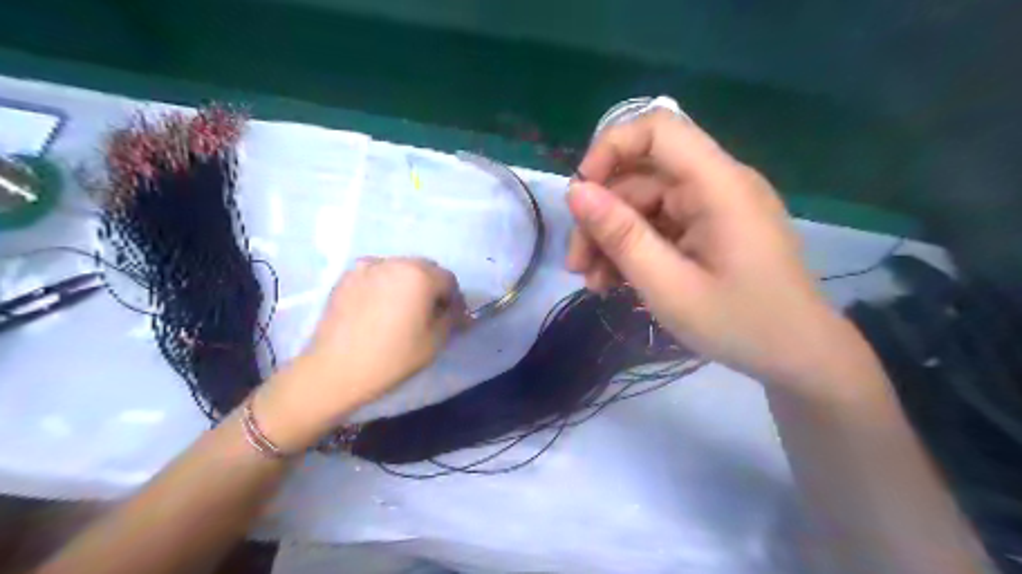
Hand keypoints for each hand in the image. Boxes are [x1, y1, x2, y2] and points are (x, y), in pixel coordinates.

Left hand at [253, 257, 466, 450]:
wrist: (335, 369)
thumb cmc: (392, 357)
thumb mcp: (434, 342)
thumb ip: (452, 319)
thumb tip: (457, 311)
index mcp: (420, 275)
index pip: (449, 280)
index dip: (455, 300)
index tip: (452, 319)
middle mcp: (395, 262)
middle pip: (425, 269)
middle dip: (432, 289)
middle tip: (430, 314)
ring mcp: (367, 267)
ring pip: (400, 269)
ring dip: (409, 284)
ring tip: (403, 310)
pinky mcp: (346, 277)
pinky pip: (376, 274)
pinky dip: (384, 285)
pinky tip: (379, 308)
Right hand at [568, 107, 855, 384]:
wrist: (799, 358)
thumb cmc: (740, 325)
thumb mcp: (669, 286)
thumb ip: (621, 236)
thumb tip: (575, 192)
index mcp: (718, 184)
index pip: (657, 129)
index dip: (610, 149)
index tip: (580, 196)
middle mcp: (716, 184)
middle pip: (642, 176)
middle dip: (601, 216)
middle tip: (576, 264)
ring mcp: (714, 208)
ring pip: (645, 205)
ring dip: (612, 239)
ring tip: (592, 283)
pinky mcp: (710, 229)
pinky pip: (660, 226)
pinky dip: (634, 249)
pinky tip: (614, 282)